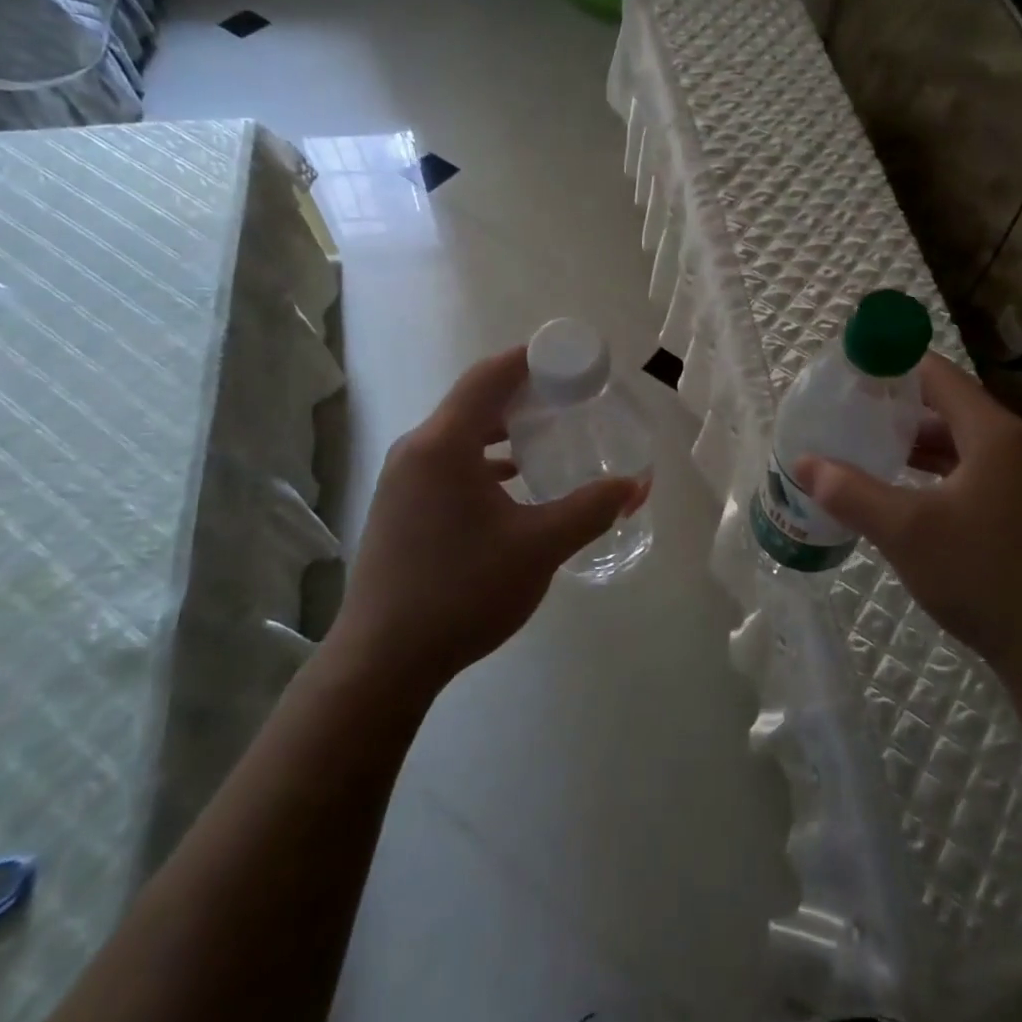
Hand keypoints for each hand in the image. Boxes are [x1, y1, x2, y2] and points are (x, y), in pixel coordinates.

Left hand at [328, 348, 646, 690]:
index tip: (574, 359)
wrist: (383, 662)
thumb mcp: (540, 547)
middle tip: (573, 396)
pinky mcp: (400, 506)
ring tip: (550, 433)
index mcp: (443, 444)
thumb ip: (592, 509)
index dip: (533, 358)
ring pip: (461, 432)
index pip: (491, 376)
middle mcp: (416, 450)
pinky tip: (514, 481)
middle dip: (525, 392)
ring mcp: (403, 479)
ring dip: (505, 426)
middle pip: (475, 399)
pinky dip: (485, 457)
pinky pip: (449, 460)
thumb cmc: (463, 591)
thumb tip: (638, 485)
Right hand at [796, 354, 1021, 678]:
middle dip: (900, 405)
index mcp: (995, 434)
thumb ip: (851, 492)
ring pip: (962, 440)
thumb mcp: (904, 530)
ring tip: (868, 443)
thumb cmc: (979, 574)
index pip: (939, 376)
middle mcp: (1016, 445)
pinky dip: (937, 468)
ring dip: (917, 440)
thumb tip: (803, 463)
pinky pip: (973, 468)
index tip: (852, 370)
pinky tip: (904, 485)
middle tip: (852, 409)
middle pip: (950, 405)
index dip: (894, 365)